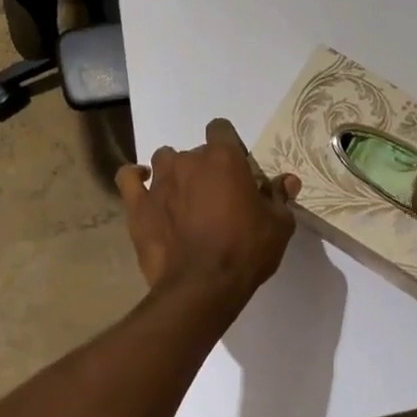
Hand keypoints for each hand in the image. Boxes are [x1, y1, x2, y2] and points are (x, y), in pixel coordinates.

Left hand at [115, 119, 299, 309]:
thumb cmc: (245, 251)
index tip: (237, 170)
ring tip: (183, 197)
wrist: (202, 288)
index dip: (229, 146)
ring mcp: (159, 181)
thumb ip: (280, 197)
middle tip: (216, 198)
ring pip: (165, 160)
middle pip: (196, 151)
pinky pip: (128, 178)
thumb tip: (288, 181)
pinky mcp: (138, 205)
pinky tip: (143, 186)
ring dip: (174, 172)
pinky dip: (135, 178)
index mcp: (223, 158)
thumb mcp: (278, 226)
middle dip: (206, 169)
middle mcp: (189, 161)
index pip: (221, 129)